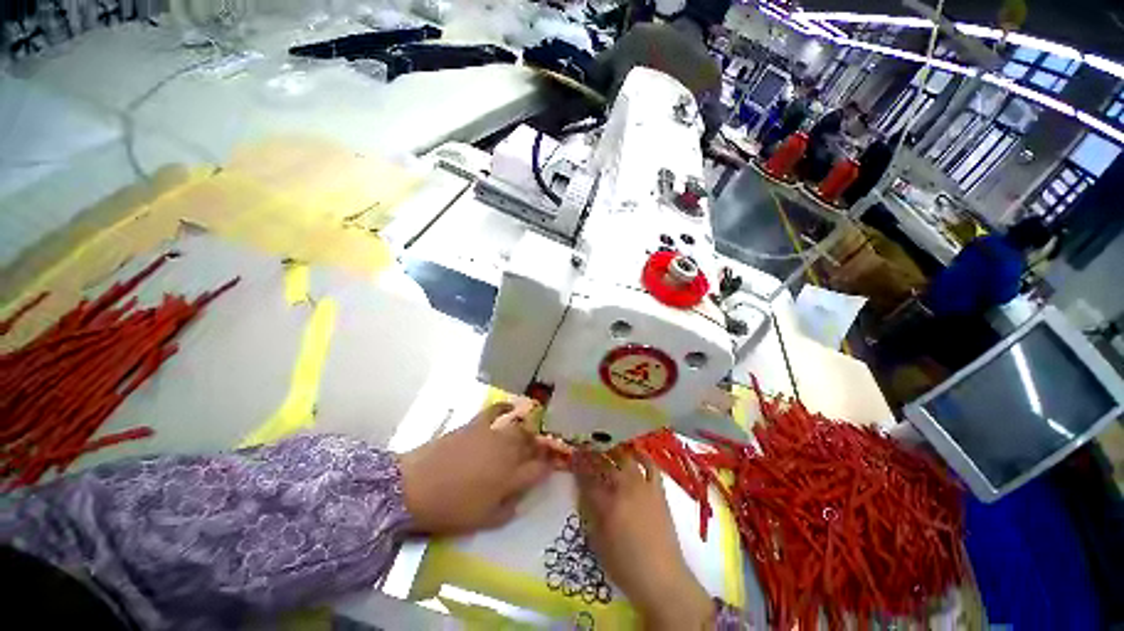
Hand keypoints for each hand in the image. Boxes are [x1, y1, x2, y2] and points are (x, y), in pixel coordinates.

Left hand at [398, 398, 568, 535]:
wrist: (415, 487)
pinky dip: (505, 407)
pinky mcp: (477, 424)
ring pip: (519, 428)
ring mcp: (493, 435)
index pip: (540, 469)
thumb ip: (508, 509)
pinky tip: (511, 407)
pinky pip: (496, 411)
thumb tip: (521, 499)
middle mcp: (508, 452)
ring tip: (528, 434)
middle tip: (540, 450)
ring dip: (527, 431)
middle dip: (539, 446)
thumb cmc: (450, 510)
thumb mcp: (483, 521)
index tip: (551, 467)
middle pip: (532, 444)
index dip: (548, 467)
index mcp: (511, 478)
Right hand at [575, 448, 714, 629]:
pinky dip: (642, 456)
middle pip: (606, 463)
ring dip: (615, 451)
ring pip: (626, 459)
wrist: (662, 578)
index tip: (573, 456)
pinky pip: (651, 466)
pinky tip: (635, 451)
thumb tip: (585, 492)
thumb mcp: (598, 542)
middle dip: (594, 454)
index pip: (587, 478)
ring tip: (608, 447)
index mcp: (606, 504)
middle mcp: (624, 489)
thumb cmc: (624, 566)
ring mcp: (643, 487)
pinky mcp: (658, 491)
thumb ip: (590, 513)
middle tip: (587, 449)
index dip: (578, 465)